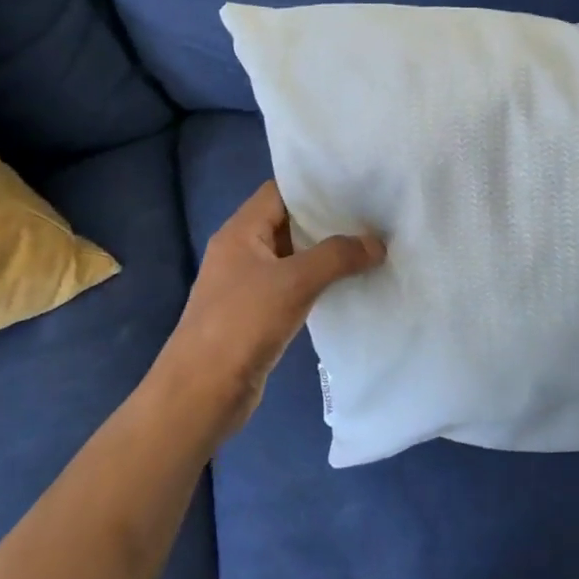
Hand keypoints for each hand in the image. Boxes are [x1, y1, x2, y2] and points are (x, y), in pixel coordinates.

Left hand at [153, 180, 383, 444]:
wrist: (201, 394)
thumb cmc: (242, 324)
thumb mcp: (294, 282)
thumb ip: (337, 256)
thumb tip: (377, 243)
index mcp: (240, 232)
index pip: (279, 191)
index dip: (315, 185)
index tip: (356, 185)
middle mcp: (242, 251)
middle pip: (288, 222)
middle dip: (328, 219)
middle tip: (372, 215)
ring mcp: (248, 284)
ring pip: (293, 256)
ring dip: (326, 253)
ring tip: (369, 245)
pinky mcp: (257, 314)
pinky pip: (293, 286)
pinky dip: (318, 282)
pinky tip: (348, 284)